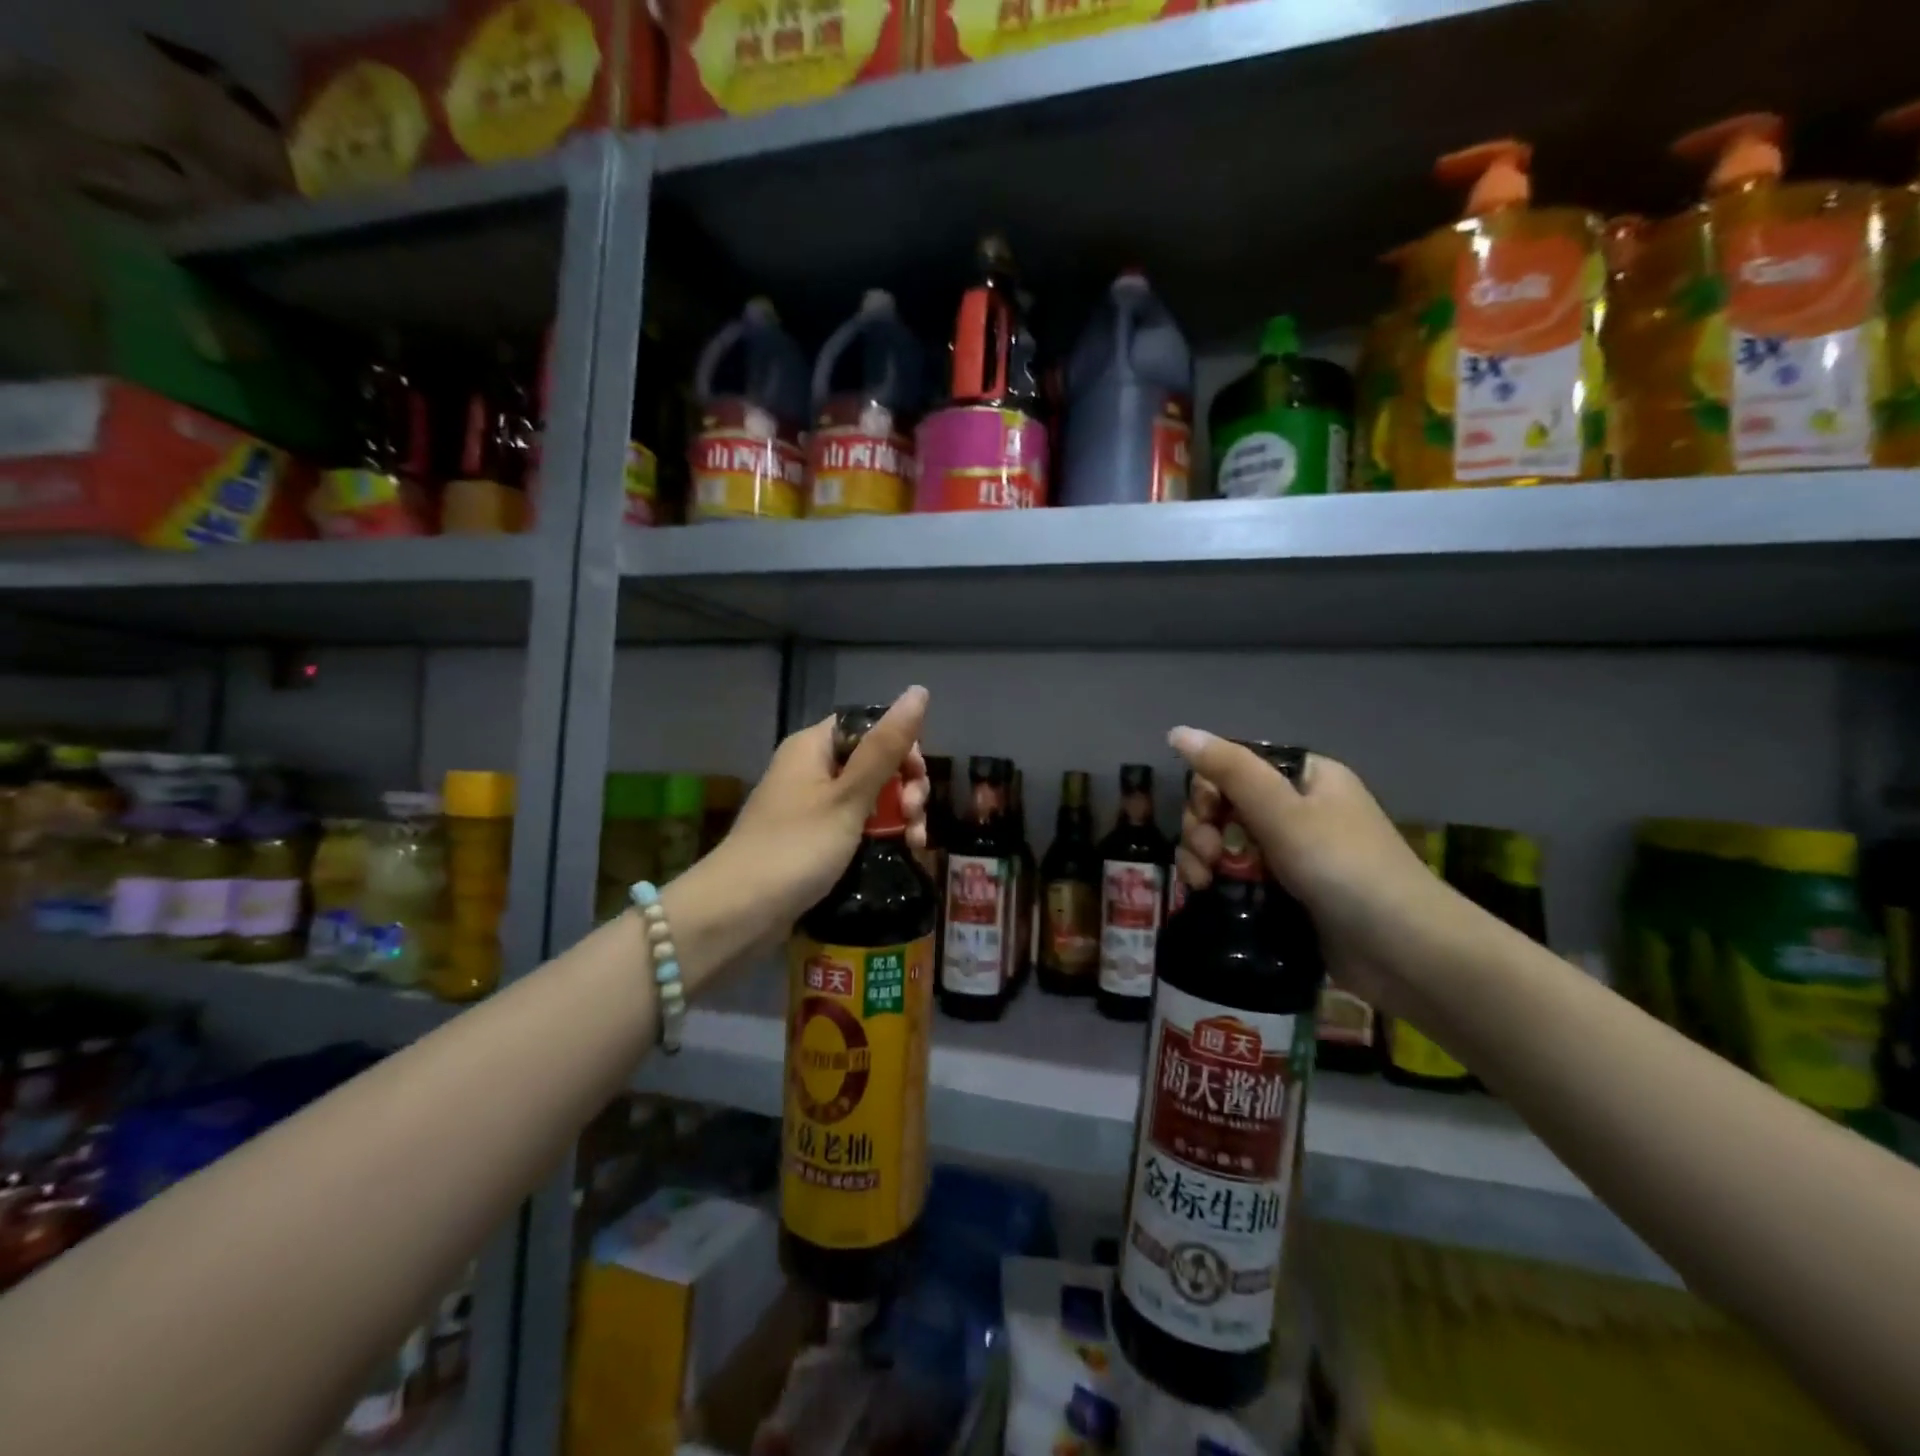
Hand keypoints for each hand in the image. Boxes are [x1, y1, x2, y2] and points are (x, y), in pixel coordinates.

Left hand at [706, 686, 931, 939]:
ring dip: (899, 814)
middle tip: (916, 816)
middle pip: (873, 761)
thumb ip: (886, 747)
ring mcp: (811, 806)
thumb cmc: (796, 848)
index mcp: (813, 746)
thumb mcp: (849, 796)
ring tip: (914, 843)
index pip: (868, 725)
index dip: (901, 745)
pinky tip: (901, 852)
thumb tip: (918, 691)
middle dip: (905, 786)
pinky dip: (881, 835)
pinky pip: (856, 825)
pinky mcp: (813, 840)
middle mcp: (810, 769)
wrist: (738, 914)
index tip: (918, 777)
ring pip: (870, 796)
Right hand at [1167, 727, 1451, 1016]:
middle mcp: (1299, 810)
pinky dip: (1218, 882)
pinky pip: (1239, 876)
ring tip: (1200, 884)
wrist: (1404, 952)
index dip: (1208, 790)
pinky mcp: (1288, 894)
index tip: (1202, 819)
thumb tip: (1178, 731)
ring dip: (1203, 858)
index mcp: (1305, 778)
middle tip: (1204, 859)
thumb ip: (1229, 770)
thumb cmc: (1344, 868)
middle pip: (1226, 806)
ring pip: (1226, 843)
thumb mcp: (1282, 811)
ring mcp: (1293, 855)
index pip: (1235, 767)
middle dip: (1202, 830)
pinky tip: (1204, 895)